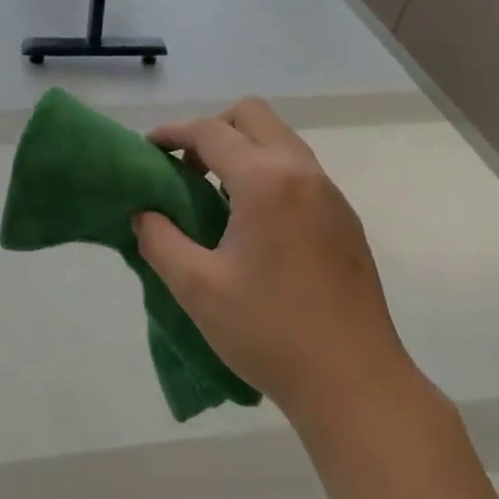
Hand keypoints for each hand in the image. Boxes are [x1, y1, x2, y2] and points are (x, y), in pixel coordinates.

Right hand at [133, 98, 423, 432]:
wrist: (354, 382)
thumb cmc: (268, 332)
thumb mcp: (196, 288)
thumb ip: (159, 239)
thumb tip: (144, 212)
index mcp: (266, 181)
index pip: (210, 132)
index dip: (172, 133)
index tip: (147, 150)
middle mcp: (302, 173)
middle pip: (252, 116)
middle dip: (212, 129)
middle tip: (185, 168)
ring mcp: (330, 195)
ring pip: (280, 140)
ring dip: (242, 150)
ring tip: (213, 195)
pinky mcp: (344, 220)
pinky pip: (299, 171)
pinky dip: (267, 173)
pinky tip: (252, 223)